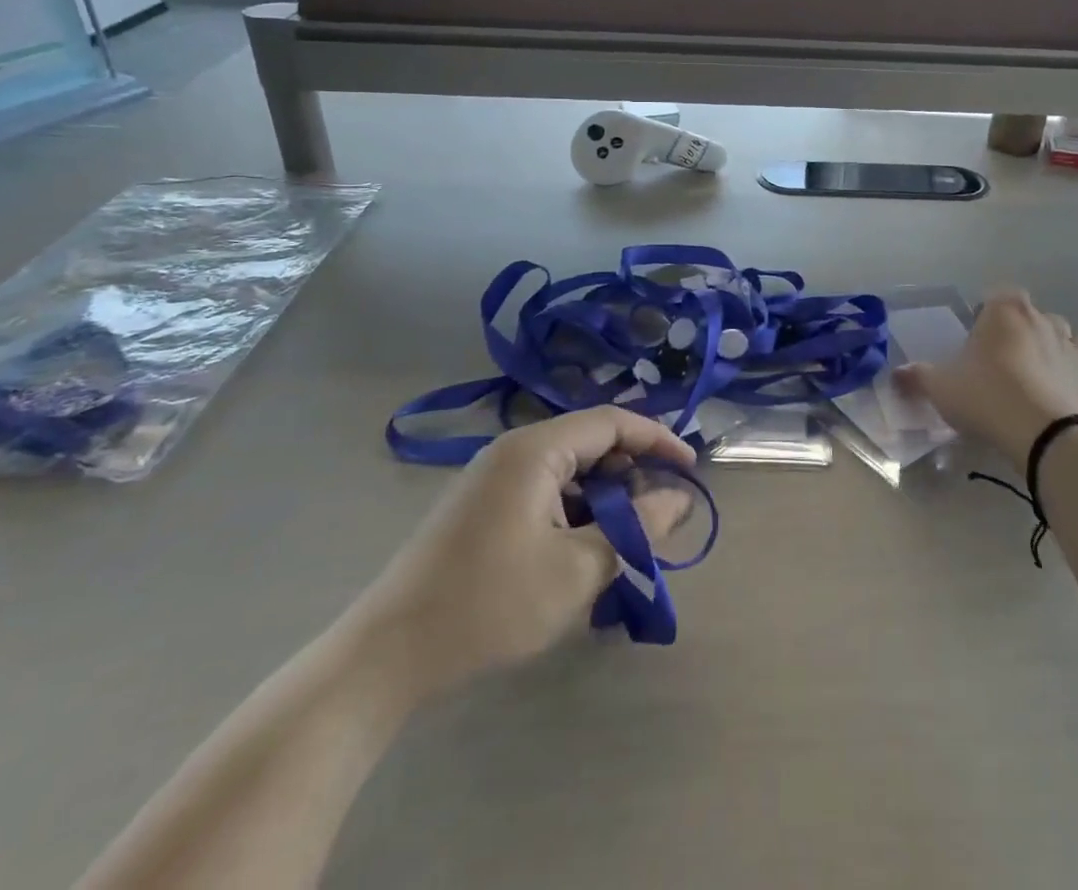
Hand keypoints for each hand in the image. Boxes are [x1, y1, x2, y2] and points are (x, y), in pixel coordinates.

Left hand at [354, 407, 695, 698]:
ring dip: (603, 500)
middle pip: (590, 444)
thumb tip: (678, 499)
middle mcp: (513, 451)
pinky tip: (580, 555)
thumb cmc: (489, 604)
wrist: (386, 655)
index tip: (690, 470)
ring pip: (568, 473)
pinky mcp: (481, 508)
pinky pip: (543, 494)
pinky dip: (573, 514)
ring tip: (623, 543)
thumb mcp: (577, 569)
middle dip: (631, 475)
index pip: (612, 422)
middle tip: (659, 516)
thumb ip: (636, 528)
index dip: (658, 440)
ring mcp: (492, 479)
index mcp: (536, 450)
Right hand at [896, 291, 1077, 463]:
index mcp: (1007, 312)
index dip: (988, 312)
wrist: (1048, 436)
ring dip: (1056, 352)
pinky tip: (1066, 398)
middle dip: (1022, 332)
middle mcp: (1046, 322)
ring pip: (1070, 340)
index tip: (977, 338)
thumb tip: (896, 374)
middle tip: (1002, 362)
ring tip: (1037, 378)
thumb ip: (918, 377)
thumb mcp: (941, 388)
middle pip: (1034, 316)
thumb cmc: (987, 397)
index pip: (999, 294)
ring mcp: (1077, 352)